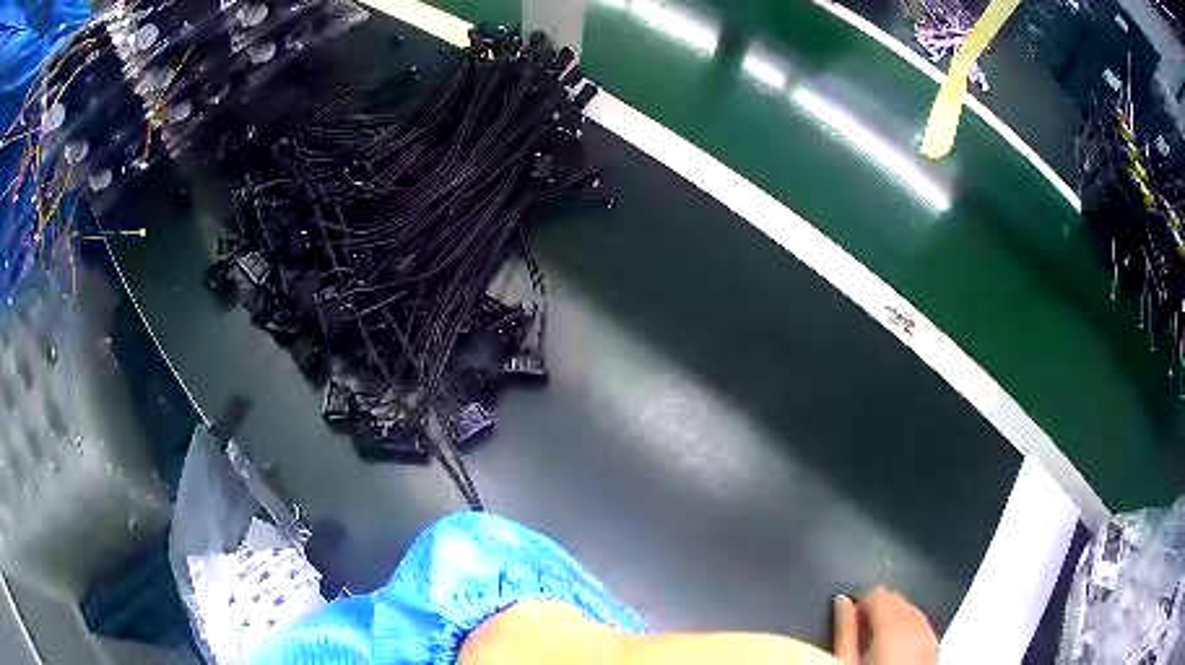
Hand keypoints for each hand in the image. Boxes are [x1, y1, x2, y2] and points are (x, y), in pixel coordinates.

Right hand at [832, 587, 937, 664]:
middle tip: (858, 634)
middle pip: (898, 599)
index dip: (861, 602)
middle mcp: (918, 624)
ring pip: (911, 613)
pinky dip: (907, 633)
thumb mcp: (845, 661)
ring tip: (873, 646)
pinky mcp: (935, 648)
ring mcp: (930, 636)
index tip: (849, 617)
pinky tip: (893, 651)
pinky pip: (921, 628)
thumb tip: (841, 602)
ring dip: (893, 622)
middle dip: (878, 611)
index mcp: (894, 624)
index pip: (879, 593)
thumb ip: (844, 630)